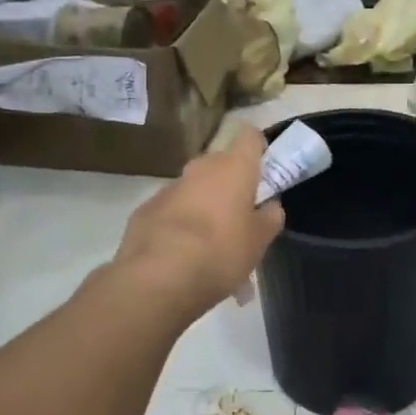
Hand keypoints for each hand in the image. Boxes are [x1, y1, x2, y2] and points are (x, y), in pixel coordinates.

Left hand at [112, 128, 283, 322]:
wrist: (158, 277)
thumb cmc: (221, 252)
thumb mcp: (259, 241)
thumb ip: (269, 218)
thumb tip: (270, 206)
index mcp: (233, 168)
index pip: (250, 137)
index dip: (258, 148)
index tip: (264, 169)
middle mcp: (200, 168)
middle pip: (221, 164)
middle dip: (230, 184)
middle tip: (240, 217)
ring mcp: (169, 187)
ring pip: (195, 189)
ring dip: (204, 206)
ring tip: (210, 245)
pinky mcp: (145, 210)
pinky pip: (171, 210)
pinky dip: (179, 224)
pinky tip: (182, 254)